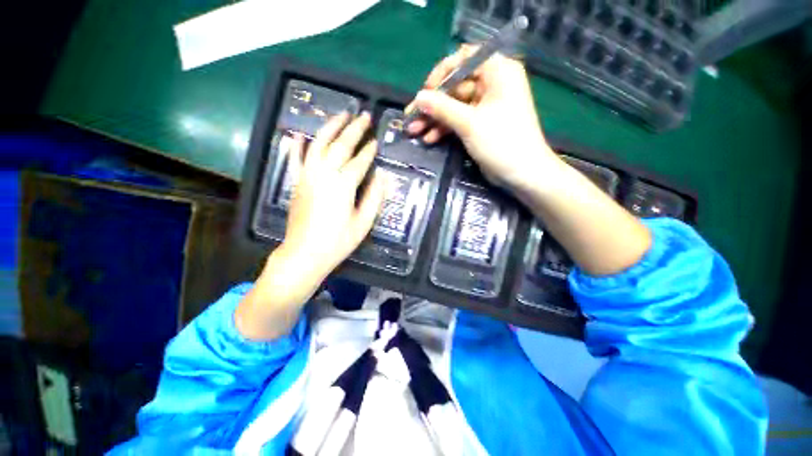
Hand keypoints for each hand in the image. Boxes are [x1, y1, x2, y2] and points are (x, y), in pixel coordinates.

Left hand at [282, 112, 385, 280]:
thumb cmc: (338, 241)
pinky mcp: (297, 181)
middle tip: (364, 116)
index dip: (369, 150)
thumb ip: (374, 198)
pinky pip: (297, 157)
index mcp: (343, 185)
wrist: (304, 253)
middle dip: (354, 129)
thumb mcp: (363, 223)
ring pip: (319, 144)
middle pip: (340, 145)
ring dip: (331, 127)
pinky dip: (299, 144)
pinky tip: (300, 134)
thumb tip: (383, 177)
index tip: (376, 140)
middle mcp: (324, 174)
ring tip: (341, 114)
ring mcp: (308, 175)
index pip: (360, 161)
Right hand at [407, 45, 560, 189]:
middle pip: (455, 87)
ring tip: (414, 132)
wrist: (522, 173)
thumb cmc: (501, 142)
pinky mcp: (481, 124)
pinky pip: (459, 120)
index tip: (425, 92)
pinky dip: (445, 128)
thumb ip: (442, 108)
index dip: (441, 74)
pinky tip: (429, 138)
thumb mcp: (469, 123)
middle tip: (411, 119)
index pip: (463, 60)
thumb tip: (418, 97)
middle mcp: (492, 84)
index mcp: (497, 71)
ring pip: (454, 106)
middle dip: (432, 105)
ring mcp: (486, 105)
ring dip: (434, 119)